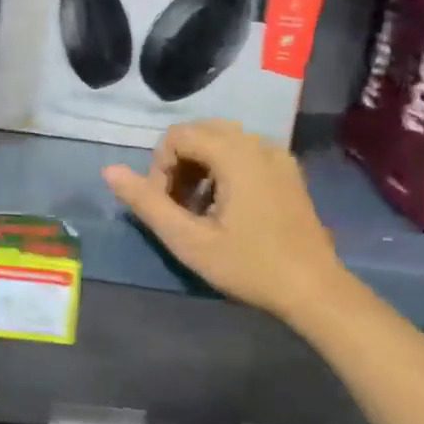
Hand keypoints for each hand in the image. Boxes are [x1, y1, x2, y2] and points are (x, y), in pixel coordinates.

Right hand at [102, 120, 343, 319]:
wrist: (314, 290)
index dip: (160, 167)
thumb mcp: (188, 240)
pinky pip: (244, 153)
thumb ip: (147, 203)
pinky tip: (225, 208)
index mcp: (236, 154)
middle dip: (178, 164)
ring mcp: (278, 157)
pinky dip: (223, 170)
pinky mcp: (288, 172)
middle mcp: (259, 144)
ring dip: (199, 167)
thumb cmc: (249, 265)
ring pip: (222, 142)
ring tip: (198, 210)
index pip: (178, 136)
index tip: (165, 205)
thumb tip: (108, 171)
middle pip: (199, 133)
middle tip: (178, 205)